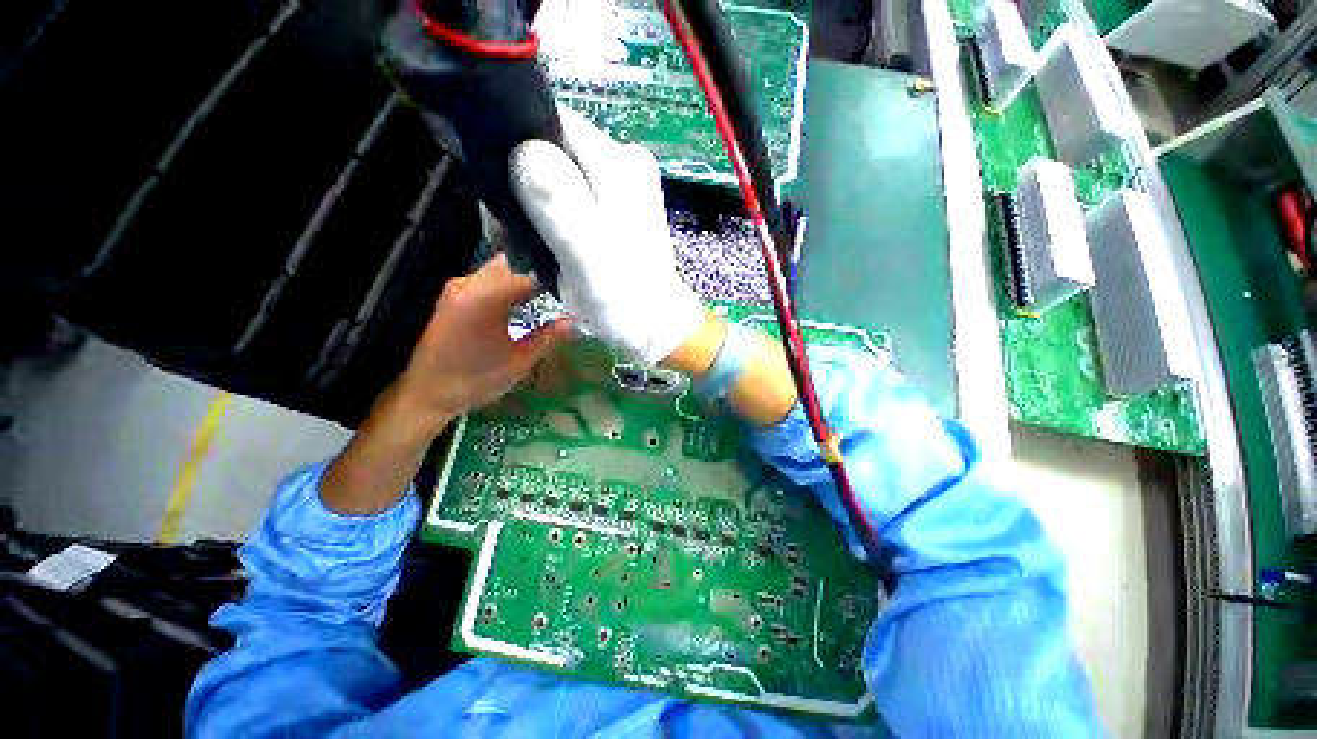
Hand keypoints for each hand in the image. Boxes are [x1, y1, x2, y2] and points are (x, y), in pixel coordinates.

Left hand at [321, 255, 570, 513]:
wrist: (427, 393)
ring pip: (499, 270)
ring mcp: (458, 288)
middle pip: (512, 264)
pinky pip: (488, 280)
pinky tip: (524, 300)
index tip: (574, 286)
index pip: (528, 273)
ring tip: (549, 293)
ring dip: (524, 278)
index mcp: (484, 298)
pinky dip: (509, 285)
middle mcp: (468, 285)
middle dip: (539, 272)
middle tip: (565, 288)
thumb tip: (574, 321)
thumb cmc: (475, 380)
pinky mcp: (454, 296)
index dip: (553, 277)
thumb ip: (548, 338)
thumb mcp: (519, 363)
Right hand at [509, 107, 704, 363]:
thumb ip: (557, 202)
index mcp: (617, 163)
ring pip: (550, 175)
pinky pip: (564, 198)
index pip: (546, 123)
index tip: (502, 207)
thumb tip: (521, 151)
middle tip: (511, 240)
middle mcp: (620, 163)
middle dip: (518, 191)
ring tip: (526, 252)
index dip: (511, 154)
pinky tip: (543, 251)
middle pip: (546, 150)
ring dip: (529, 211)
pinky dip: (546, 222)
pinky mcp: (611, 207)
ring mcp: (617, 185)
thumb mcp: (586, 254)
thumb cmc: (621, 299)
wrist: (652, 324)